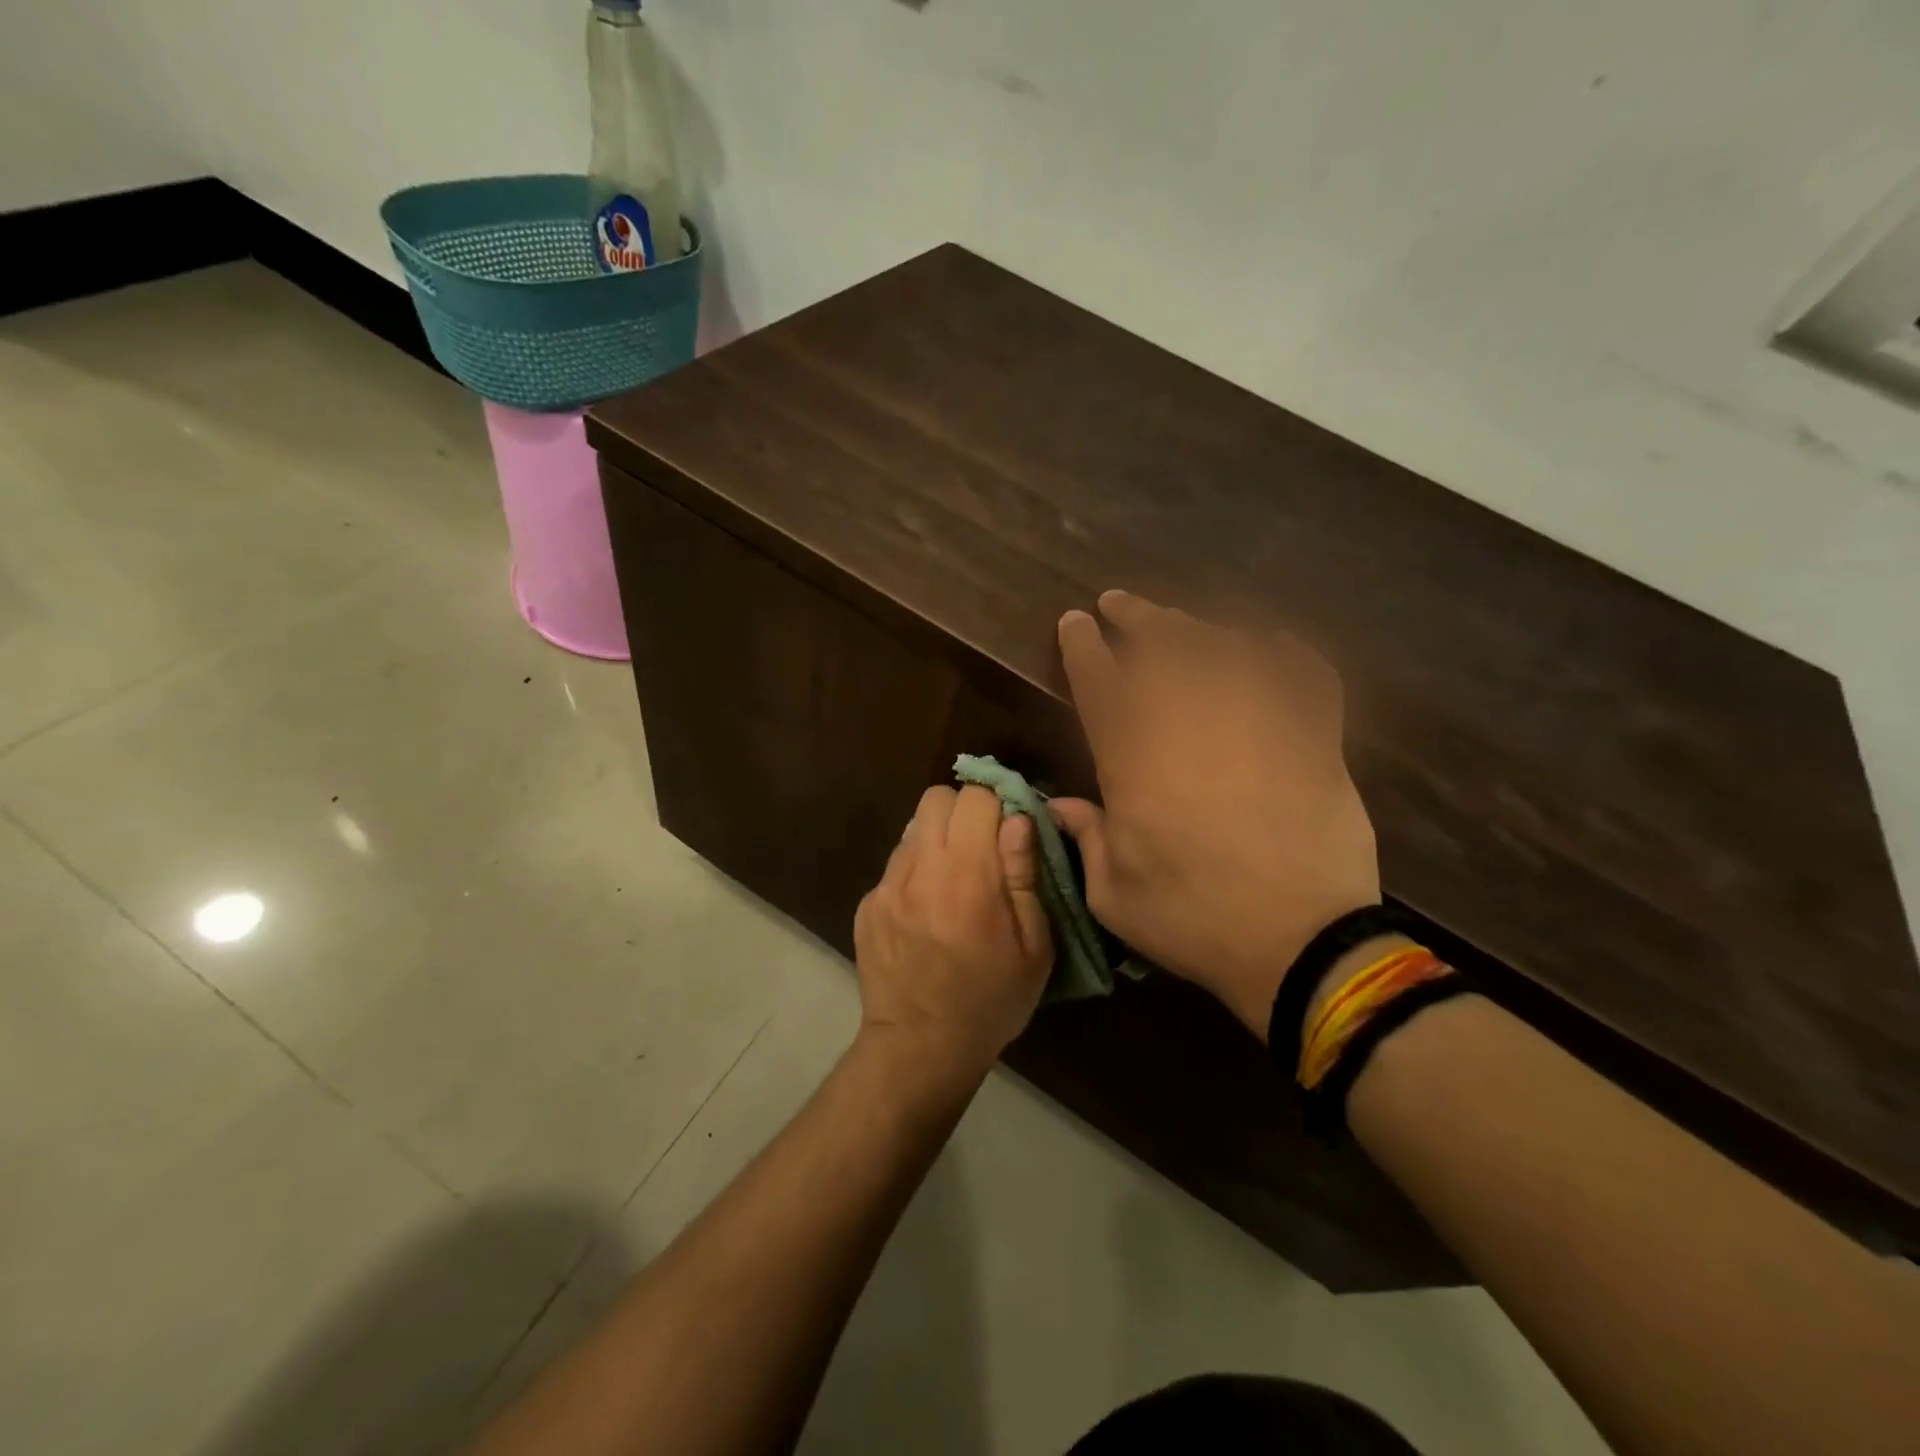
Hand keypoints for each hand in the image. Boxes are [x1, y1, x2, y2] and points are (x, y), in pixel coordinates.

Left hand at [853, 785, 1054, 1087]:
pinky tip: (927, 912)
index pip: (975, 797)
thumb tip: (1019, 819)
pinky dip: (915, 872)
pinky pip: (896, 865)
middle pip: (936, 798)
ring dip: (938, 840)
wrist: (920, 1047)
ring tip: (954, 881)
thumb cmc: (990, 1001)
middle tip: (982, 847)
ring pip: (913, 828)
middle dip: (963, 811)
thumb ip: (1024, 875)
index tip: (1009, 832)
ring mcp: (887, 886)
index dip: (997, 806)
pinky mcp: (867, 905)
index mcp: (968, 875)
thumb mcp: (1033, 947)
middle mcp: (921, 868)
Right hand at [1050, 591, 1380, 1041]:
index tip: (1074, 623)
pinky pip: (1305, 674)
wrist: (1302, 943)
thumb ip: (1084, 840)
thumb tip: (1058, 807)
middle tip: (1118, 602)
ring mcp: (1259, 722)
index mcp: (1134, 758)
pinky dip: (1289, 654)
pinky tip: (1271, 646)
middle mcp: (1192, 723)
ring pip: (1223, 647)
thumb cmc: (1194, 920)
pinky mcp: (1315, 737)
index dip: (1082, 645)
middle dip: (1134, 617)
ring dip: (1194, 627)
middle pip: (1160, 646)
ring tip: (1179, 623)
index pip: (1099, 680)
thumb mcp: (1113, 894)